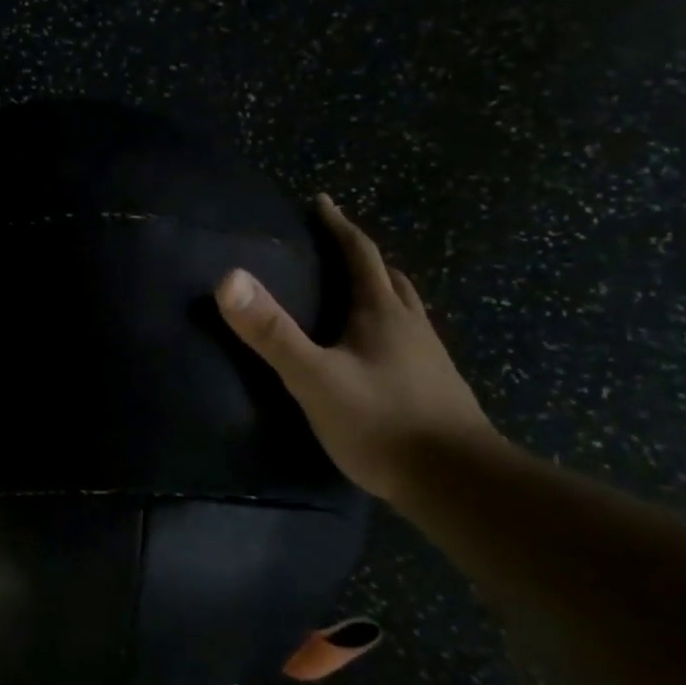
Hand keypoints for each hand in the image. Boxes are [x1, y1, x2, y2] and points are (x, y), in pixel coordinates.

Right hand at [215, 195, 495, 501]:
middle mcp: (410, 325)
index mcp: (382, 313)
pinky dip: (390, 327)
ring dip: (381, 290)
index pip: (360, 254)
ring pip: (404, 308)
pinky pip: (410, 339)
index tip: (321, 203)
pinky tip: (377, 352)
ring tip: (355, 294)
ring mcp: (429, 357)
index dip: (338, 226)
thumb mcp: (314, 378)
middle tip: (335, 249)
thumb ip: (271, 332)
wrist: (458, 481)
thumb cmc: (381, 423)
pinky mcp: (437, 386)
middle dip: (361, 257)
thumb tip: (228, 278)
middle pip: (388, 277)